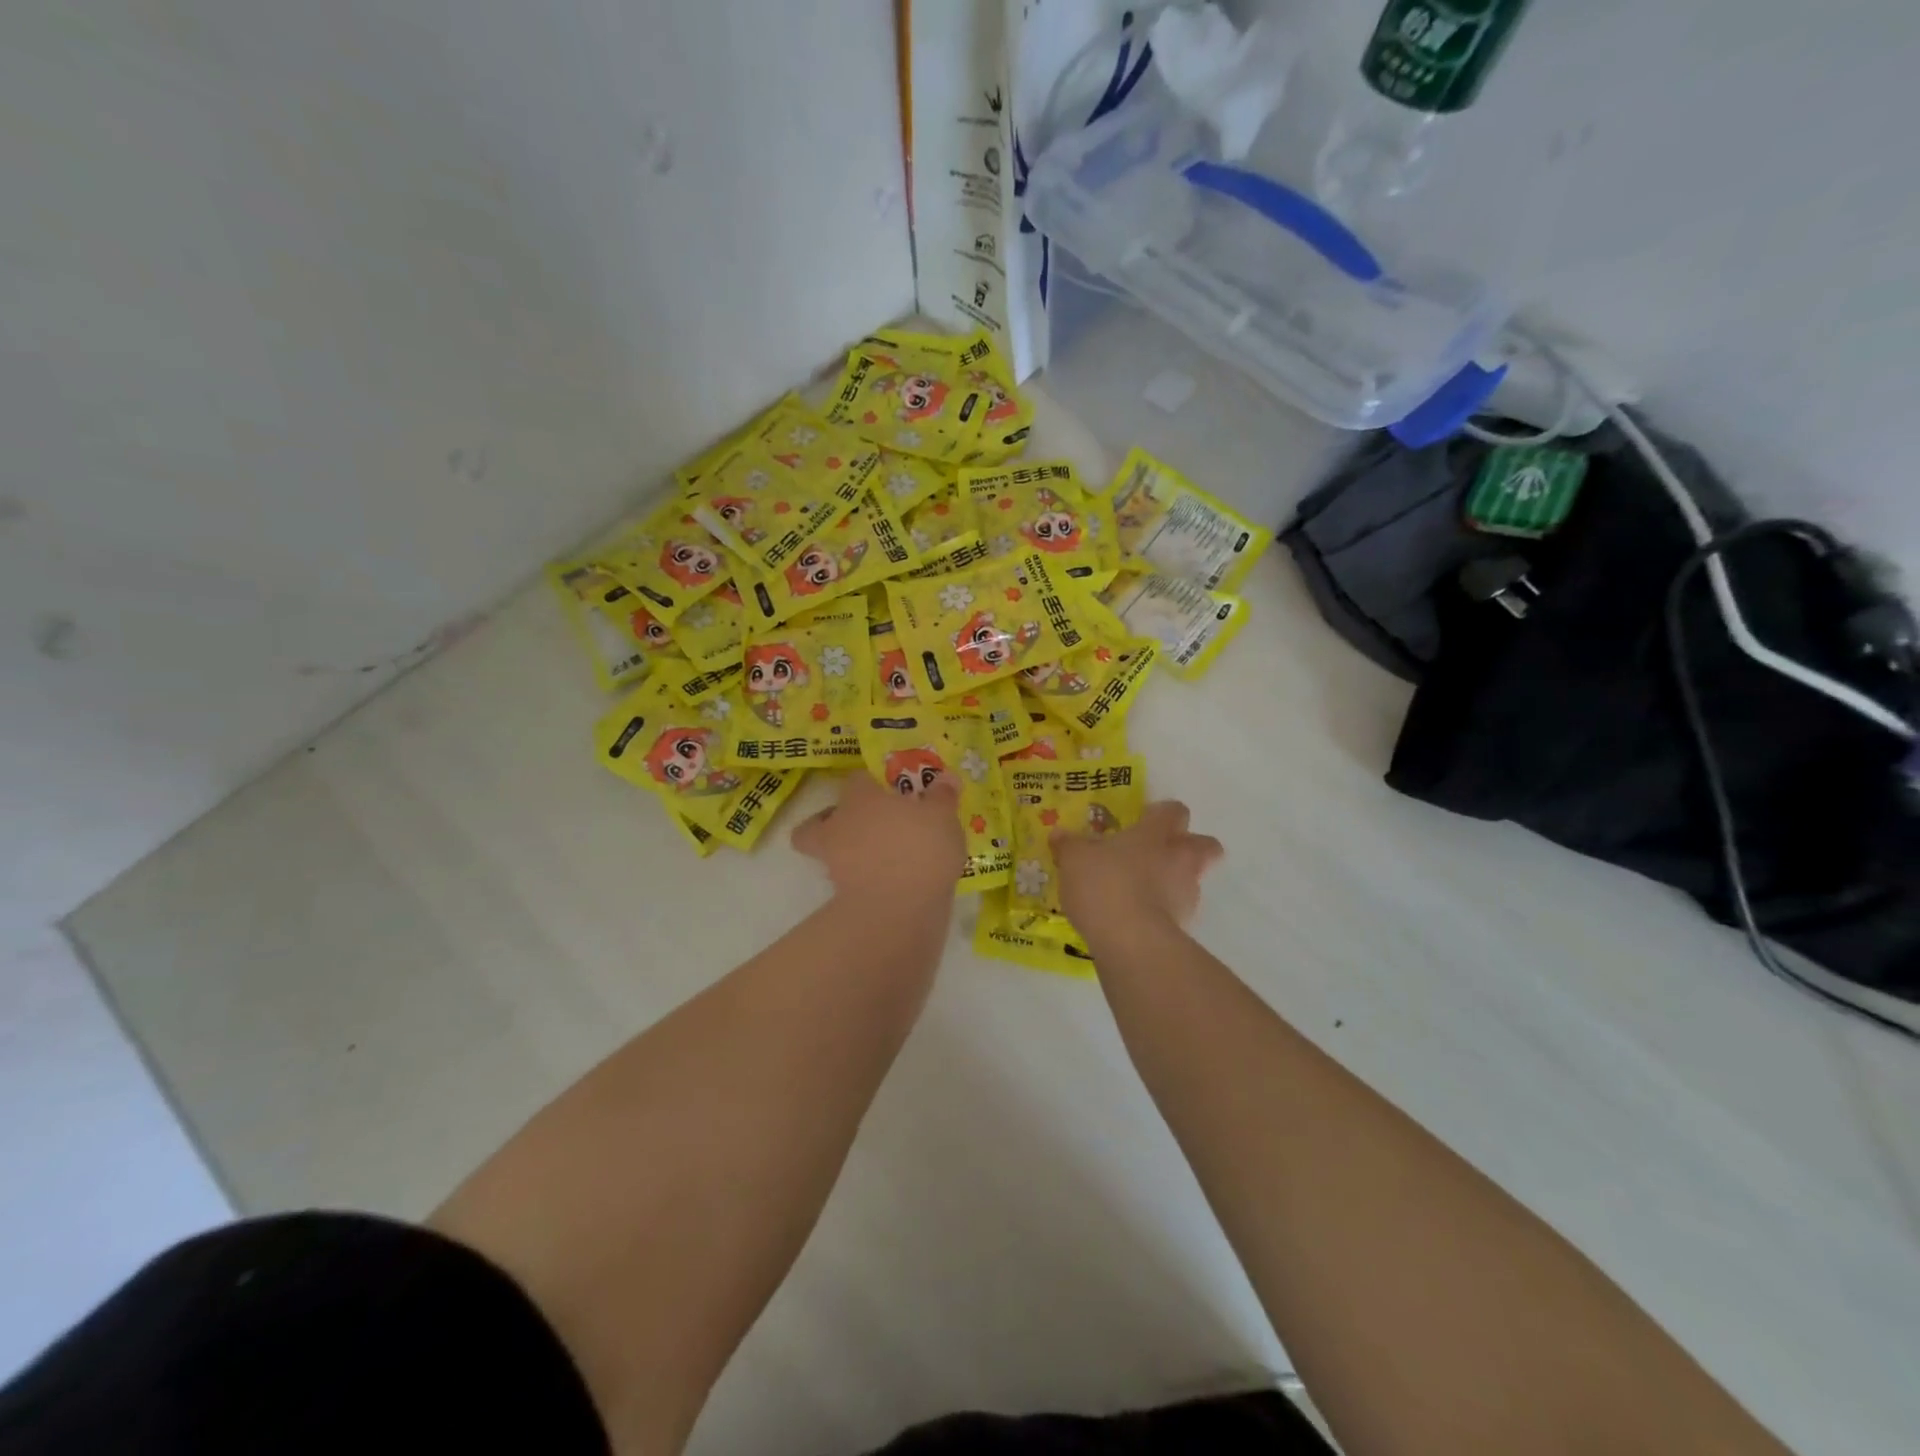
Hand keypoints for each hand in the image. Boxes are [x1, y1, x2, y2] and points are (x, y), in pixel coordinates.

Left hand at [793, 770, 965, 906]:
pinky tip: (889, 885)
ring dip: (846, 855)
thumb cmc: (921, 847)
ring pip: (827, 854)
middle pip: (819, 820)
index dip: (870, 784)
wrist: (900, 908)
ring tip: (880, 860)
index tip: (887, 792)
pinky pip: (848, 883)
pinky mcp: (842, 897)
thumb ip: (942, 796)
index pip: (856, 780)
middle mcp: (839, 826)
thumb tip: (944, 779)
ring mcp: (836, 864)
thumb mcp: (943, 816)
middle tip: (864, 827)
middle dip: (833, 822)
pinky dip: (861, 882)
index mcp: (860, 799)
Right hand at [1054, 800, 1222, 936]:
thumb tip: (1060, 834)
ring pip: (1193, 881)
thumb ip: (1069, 845)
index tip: (1145, 819)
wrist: (1131, 942)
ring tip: (1142, 894)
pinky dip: (1164, 915)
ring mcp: (1187, 895)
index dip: (1163, 813)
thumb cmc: (1104, 885)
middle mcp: (1179, 859)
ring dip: (1176, 883)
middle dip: (1191, 846)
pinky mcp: (1185, 928)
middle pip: (1206, 845)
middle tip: (1161, 854)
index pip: (1173, 811)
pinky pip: (1177, 913)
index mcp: (1155, 834)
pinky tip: (1136, 921)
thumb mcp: (1074, 860)